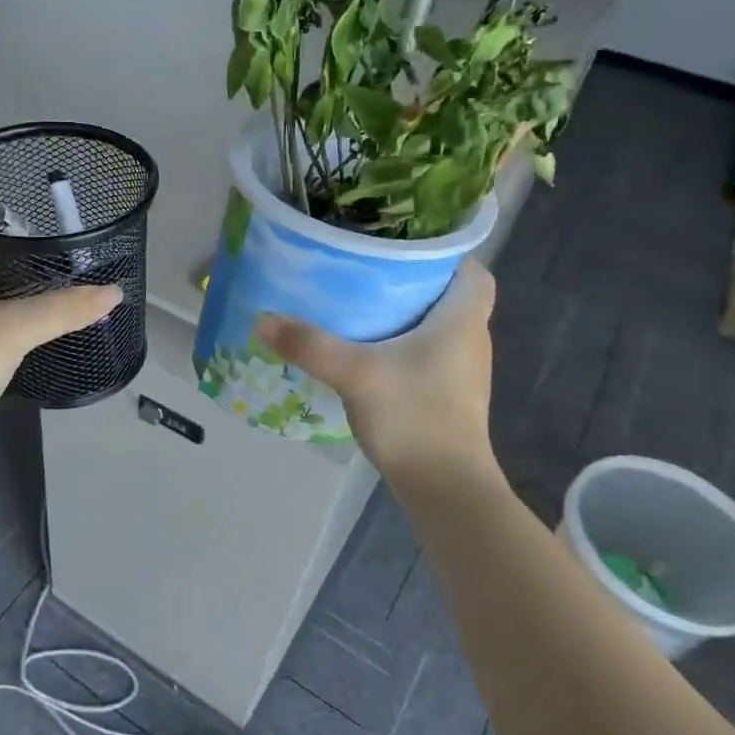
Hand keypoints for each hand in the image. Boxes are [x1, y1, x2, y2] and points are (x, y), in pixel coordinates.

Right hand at [258, 259, 499, 487]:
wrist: (445, 488)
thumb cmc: (415, 418)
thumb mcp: (356, 375)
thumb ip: (310, 345)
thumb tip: (262, 318)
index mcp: (462, 321)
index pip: (472, 270)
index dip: (444, 253)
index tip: (403, 245)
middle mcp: (470, 340)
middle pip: (449, 296)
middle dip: (413, 280)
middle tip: (367, 269)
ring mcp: (461, 373)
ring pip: (437, 327)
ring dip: (406, 314)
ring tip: (360, 303)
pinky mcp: (448, 397)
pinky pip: (426, 354)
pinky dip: (402, 344)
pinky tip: (367, 350)